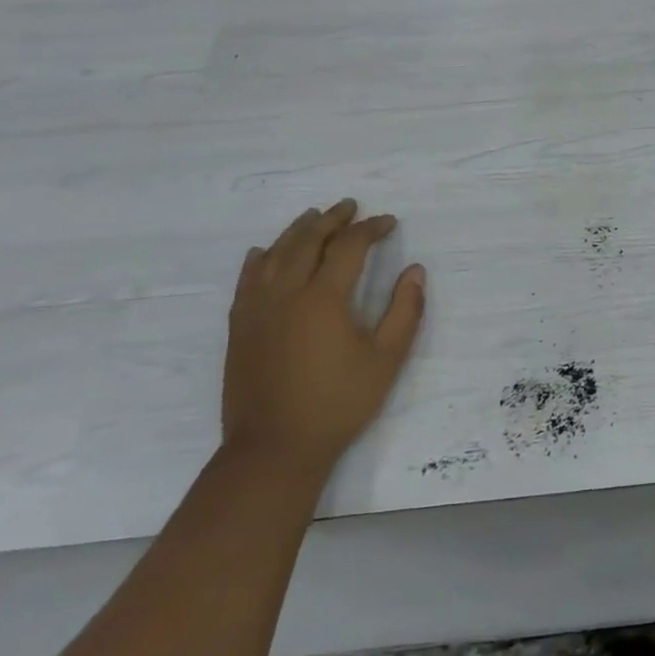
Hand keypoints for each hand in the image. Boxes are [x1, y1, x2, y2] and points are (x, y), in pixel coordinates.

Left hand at [223, 200, 425, 477]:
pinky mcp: (239, 327)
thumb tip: (415, 271)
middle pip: (308, 240)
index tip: (388, 222)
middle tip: (350, 206)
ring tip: (313, 216)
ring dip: (296, 230)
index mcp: (324, 298)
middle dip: (332, 219)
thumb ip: (405, 311)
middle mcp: (286, 292)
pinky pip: (246, 279)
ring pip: (274, 254)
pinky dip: (258, 259)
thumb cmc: (338, 403)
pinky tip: (263, 251)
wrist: (274, 449)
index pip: (349, 246)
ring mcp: (257, 309)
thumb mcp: (387, 359)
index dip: (370, 229)